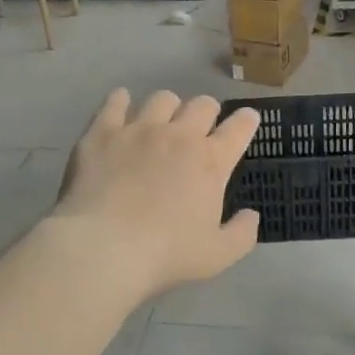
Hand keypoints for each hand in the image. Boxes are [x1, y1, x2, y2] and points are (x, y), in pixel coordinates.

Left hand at [51, 89, 260, 301]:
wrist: (103, 248)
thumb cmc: (165, 255)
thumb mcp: (218, 256)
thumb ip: (242, 234)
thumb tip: (251, 215)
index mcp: (211, 162)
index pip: (239, 128)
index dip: (247, 120)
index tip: (247, 119)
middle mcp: (179, 135)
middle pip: (202, 104)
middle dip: (208, 111)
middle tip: (202, 126)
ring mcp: (139, 129)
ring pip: (162, 99)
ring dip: (169, 107)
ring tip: (161, 121)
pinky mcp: (102, 132)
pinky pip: (115, 102)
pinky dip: (121, 101)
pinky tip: (121, 105)